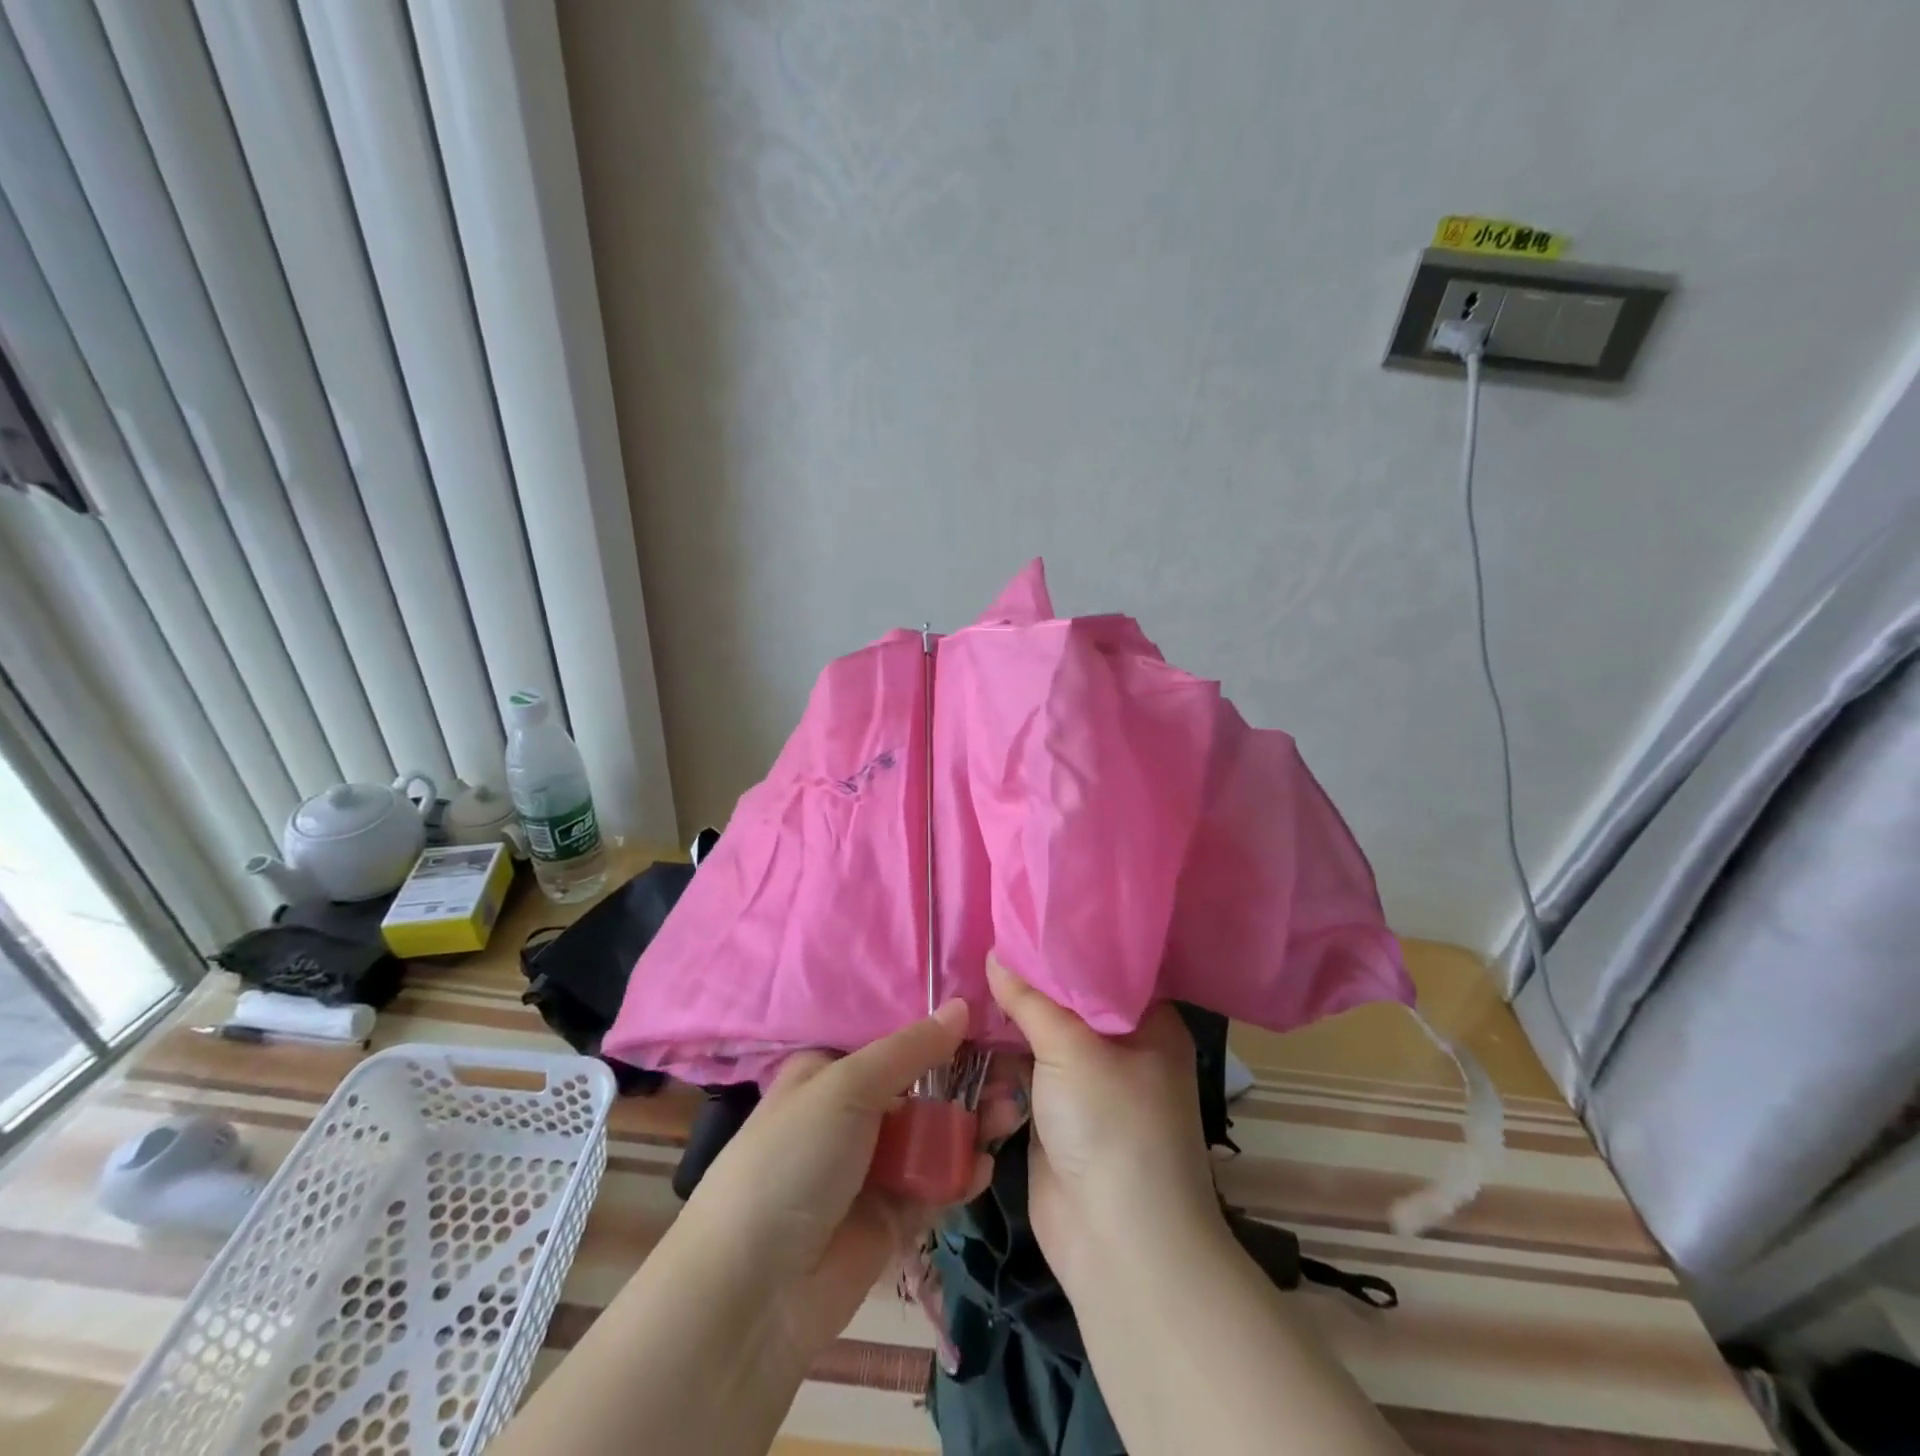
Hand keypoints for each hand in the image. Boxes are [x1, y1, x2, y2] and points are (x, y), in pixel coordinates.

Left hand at [682, 999, 991, 1364]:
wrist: (752, 1291)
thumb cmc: (793, 1159)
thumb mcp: (846, 1087)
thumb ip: (910, 1049)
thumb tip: (959, 1006)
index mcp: (829, 1071)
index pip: (891, 1040)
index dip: (936, 1030)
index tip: (985, 1018)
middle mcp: (851, 1113)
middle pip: (920, 1086)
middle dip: (965, 1079)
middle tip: (1010, 1074)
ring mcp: (872, 1166)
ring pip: (933, 1134)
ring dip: (970, 1125)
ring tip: (1008, 1116)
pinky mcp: (892, 1216)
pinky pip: (935, 1184)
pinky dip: (960, 1174)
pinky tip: (983, 1166)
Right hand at [986, 956, 1224, 1292]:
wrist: (1116, 1245)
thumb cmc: (1112, 1126)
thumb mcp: (1072, 1048)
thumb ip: (1030, 998)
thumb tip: (994, 951)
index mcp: (1148, 1021)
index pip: (1105, 964)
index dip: (1066, 939)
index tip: (1023, 909)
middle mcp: (1121, 1046)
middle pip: (1068, 999)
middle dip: (1028, 978)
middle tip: (984, 934)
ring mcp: (1087, 1083)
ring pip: (1041, 1036)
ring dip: (1007, 1017)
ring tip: (965, 971)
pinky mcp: (1056, 1114)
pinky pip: (1024, 1072)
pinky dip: (999, 1055)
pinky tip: (966, 1025)